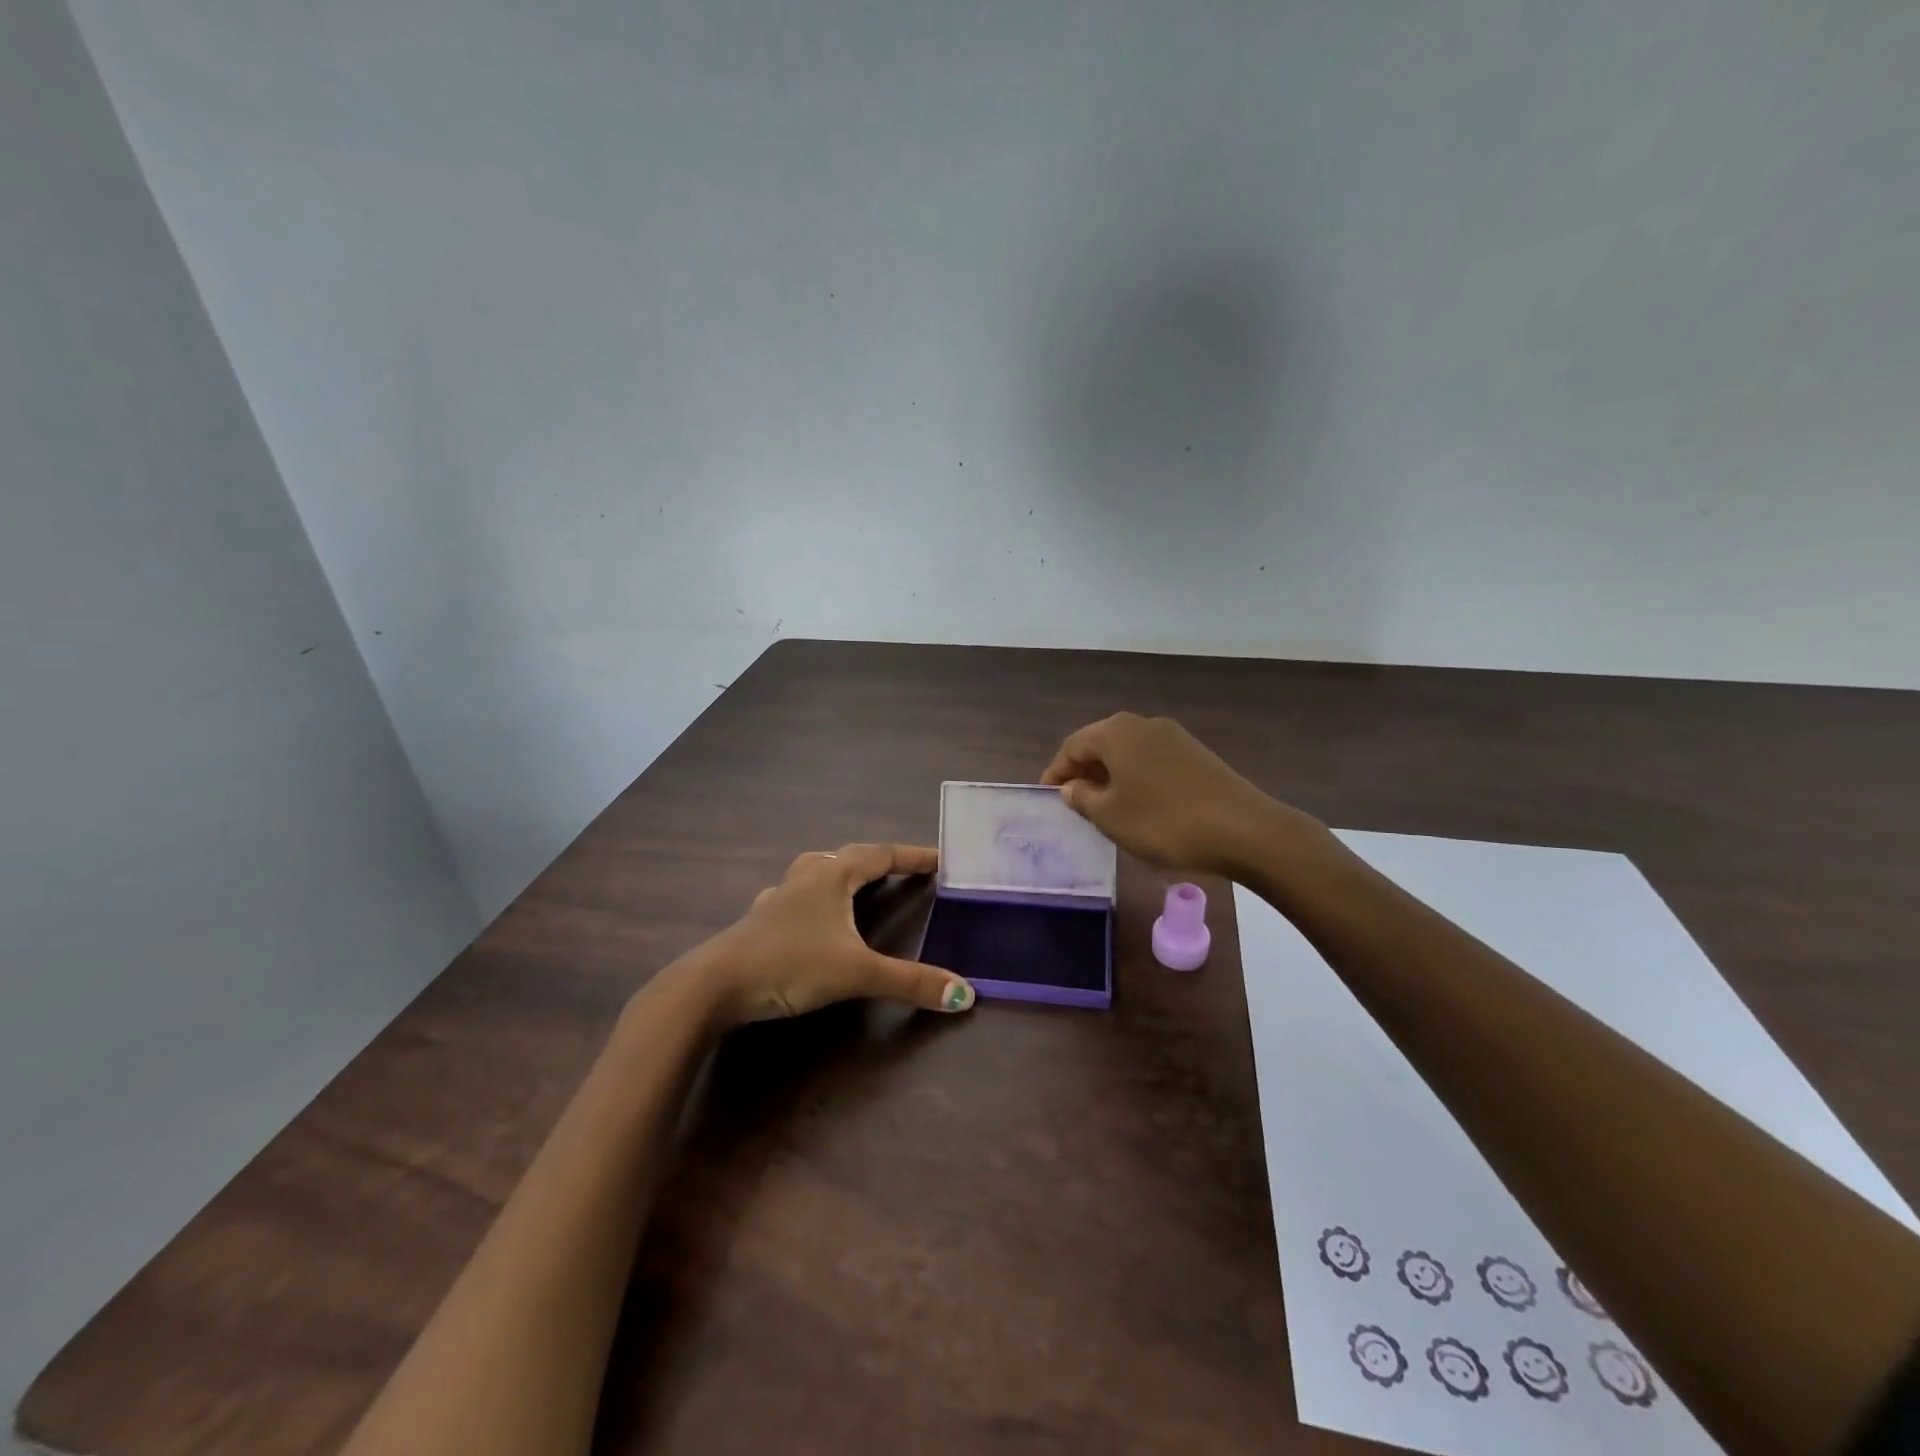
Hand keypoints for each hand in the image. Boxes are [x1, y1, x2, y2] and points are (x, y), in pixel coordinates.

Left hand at [677, 843, 974, 1028]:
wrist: (714, 985)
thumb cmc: (789, 964)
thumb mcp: (856, 973)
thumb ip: (910, 982)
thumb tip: (965, 994)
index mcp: (832, 877)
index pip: (880, 855)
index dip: (911, 856)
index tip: (938, 858)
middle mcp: (805, 878)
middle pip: (847, 857)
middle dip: (877, 861)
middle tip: (901, 871)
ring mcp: (778, 898)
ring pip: (815, 872)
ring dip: (840, 873)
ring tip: (855, 883)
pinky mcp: (759, 921)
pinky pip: (794, 897)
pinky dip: (811, 899)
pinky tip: (807, 917)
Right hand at [1040, 712, 1303, 875]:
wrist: (1243, 829)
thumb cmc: (1163, 821)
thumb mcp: (1110, 816)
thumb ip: (1082, 798)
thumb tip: (1072, 787)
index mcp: (1116, 731)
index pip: (1072, 746)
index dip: (1055, 772)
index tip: (1047, 797)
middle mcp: (1142, 723)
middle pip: (1101, 743)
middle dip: (1083, 771)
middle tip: (1072, 801)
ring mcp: (1173, 736)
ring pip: (1128, 752)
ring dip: (1110, 775)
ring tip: (1103, 806)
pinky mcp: (1196, 754)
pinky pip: (1151, 760)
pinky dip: (1136, 777)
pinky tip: (1139, 804)